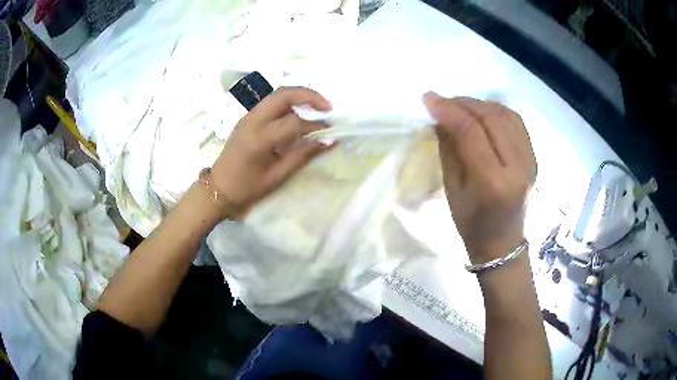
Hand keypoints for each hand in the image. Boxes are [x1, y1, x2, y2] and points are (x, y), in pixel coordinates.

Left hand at [210, 87, 333, 220]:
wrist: (217, 188)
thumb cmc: (246, 188)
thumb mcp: (277, 177)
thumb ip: (303, 156)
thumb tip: (329, 141)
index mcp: (259, 138)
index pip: (294, 122)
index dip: (316, 125)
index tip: (330, 132)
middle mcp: (253, 121)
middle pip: (284, 94)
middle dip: (309, 95)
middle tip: (328, 107)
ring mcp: (248, 117)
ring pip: (277, 95)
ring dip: (298, 97)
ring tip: (316, 110)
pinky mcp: (247, 118)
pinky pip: (270, 104)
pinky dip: (288, 104)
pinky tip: (297, 116)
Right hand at [424, 92, 536, 263]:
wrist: (502, 242)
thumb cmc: (471, 224)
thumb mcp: (452, 189)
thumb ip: (449, 149)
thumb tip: (441, 117)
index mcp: (493, 182)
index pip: (471, 132)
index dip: (449, 110)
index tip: (429, 99)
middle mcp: (517, 167)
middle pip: (491, 118)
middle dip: (464, 103)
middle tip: (443, 102)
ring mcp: (530, 161)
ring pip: (506, 115)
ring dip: (480, 104)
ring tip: (461, 107)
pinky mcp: (534, 157)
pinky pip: (516, 122)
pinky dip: (497, 111)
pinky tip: (483, 114)